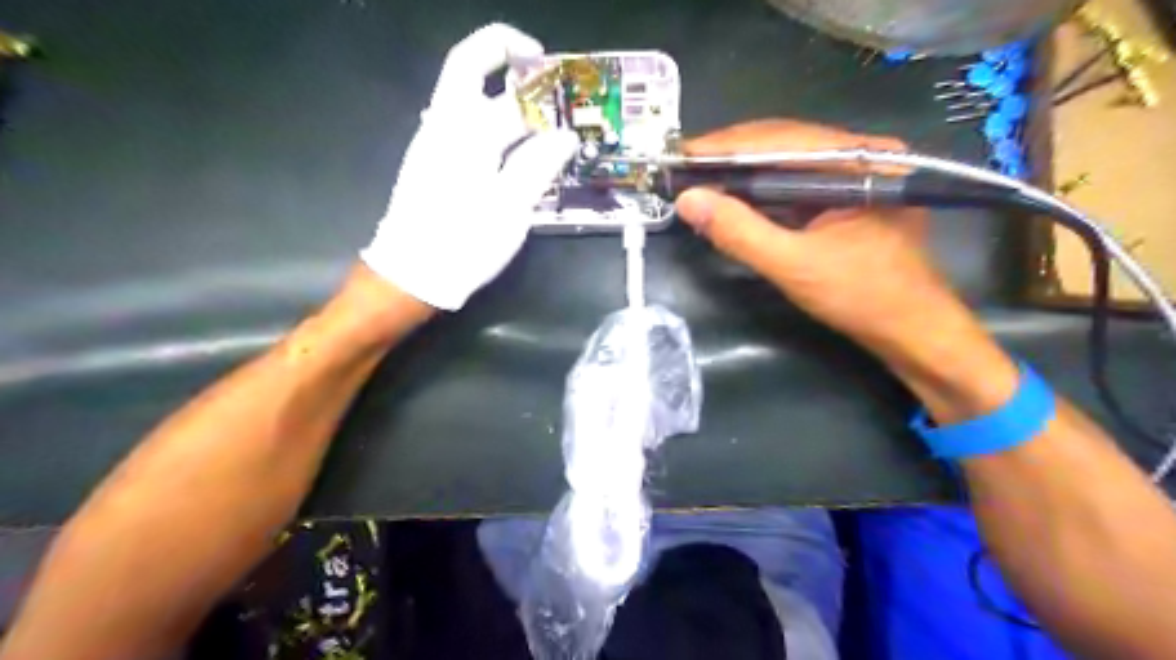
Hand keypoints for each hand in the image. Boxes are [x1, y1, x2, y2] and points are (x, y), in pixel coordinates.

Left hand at [359, 23, 578, 312]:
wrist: (414, 274)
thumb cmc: (463, 241)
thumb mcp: (509, 207)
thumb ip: (538, 165)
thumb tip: (565, 136)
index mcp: (459, 129)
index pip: (478, 63)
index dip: (511, 49)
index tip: (545, 62)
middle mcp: (443, 127)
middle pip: (472, 76)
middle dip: (511, 71)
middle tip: (551, 90)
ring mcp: (436, 147)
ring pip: (474, 106)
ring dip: (511, 106)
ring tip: (549, 127)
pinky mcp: (438, 168)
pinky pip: (473, 134)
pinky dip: (502, 133)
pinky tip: (525, 155)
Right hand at [669, 118, 1011, 400]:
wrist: (910, 330)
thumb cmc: (862, 297)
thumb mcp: (794, 266)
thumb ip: (740, 232)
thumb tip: (688, 200)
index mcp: (861, 160)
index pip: (781, 138)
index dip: (725, 146)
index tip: (680, 154)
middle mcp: (861, 154)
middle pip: (783, 142)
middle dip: (730, 155)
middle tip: (682, 167)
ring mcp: (855, 173)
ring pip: (785, 161)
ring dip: (741, 171)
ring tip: (698, 178)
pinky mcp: (846, 194)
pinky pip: (794, 182)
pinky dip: (759, 189)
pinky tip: (732, 195)